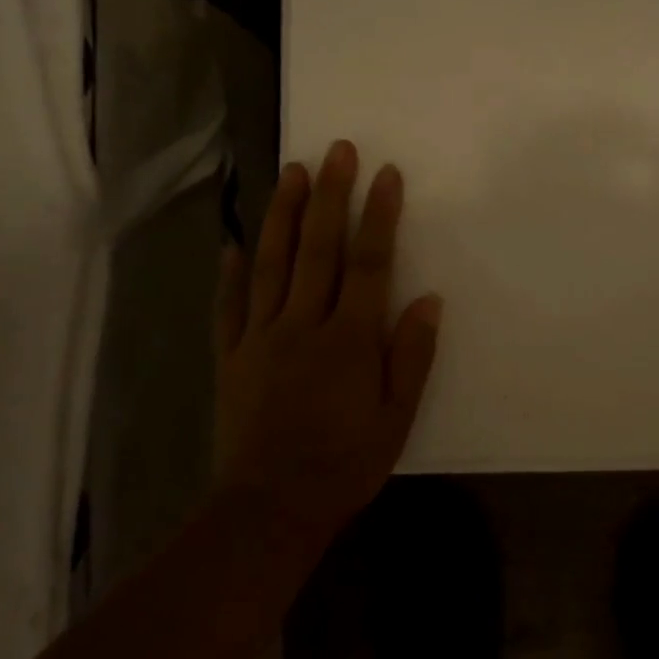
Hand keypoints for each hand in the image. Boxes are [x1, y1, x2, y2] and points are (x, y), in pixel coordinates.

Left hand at [214, 140, 441, 552]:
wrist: (270, 508)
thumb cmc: (345, 464)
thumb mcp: (397, 418)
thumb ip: (411, 355)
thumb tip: (428, 299)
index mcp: (349, 340)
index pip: (369, 264)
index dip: (379, 216)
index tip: (386, 174)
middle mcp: (303, 326)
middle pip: (318, 249)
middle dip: (329, 196)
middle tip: (336, 150)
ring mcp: (261, 338)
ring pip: (272, 264)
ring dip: (282, 215)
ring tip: (289, 172)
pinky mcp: (232, 357)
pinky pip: (231, 307)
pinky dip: (232, 273)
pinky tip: (234, 243)